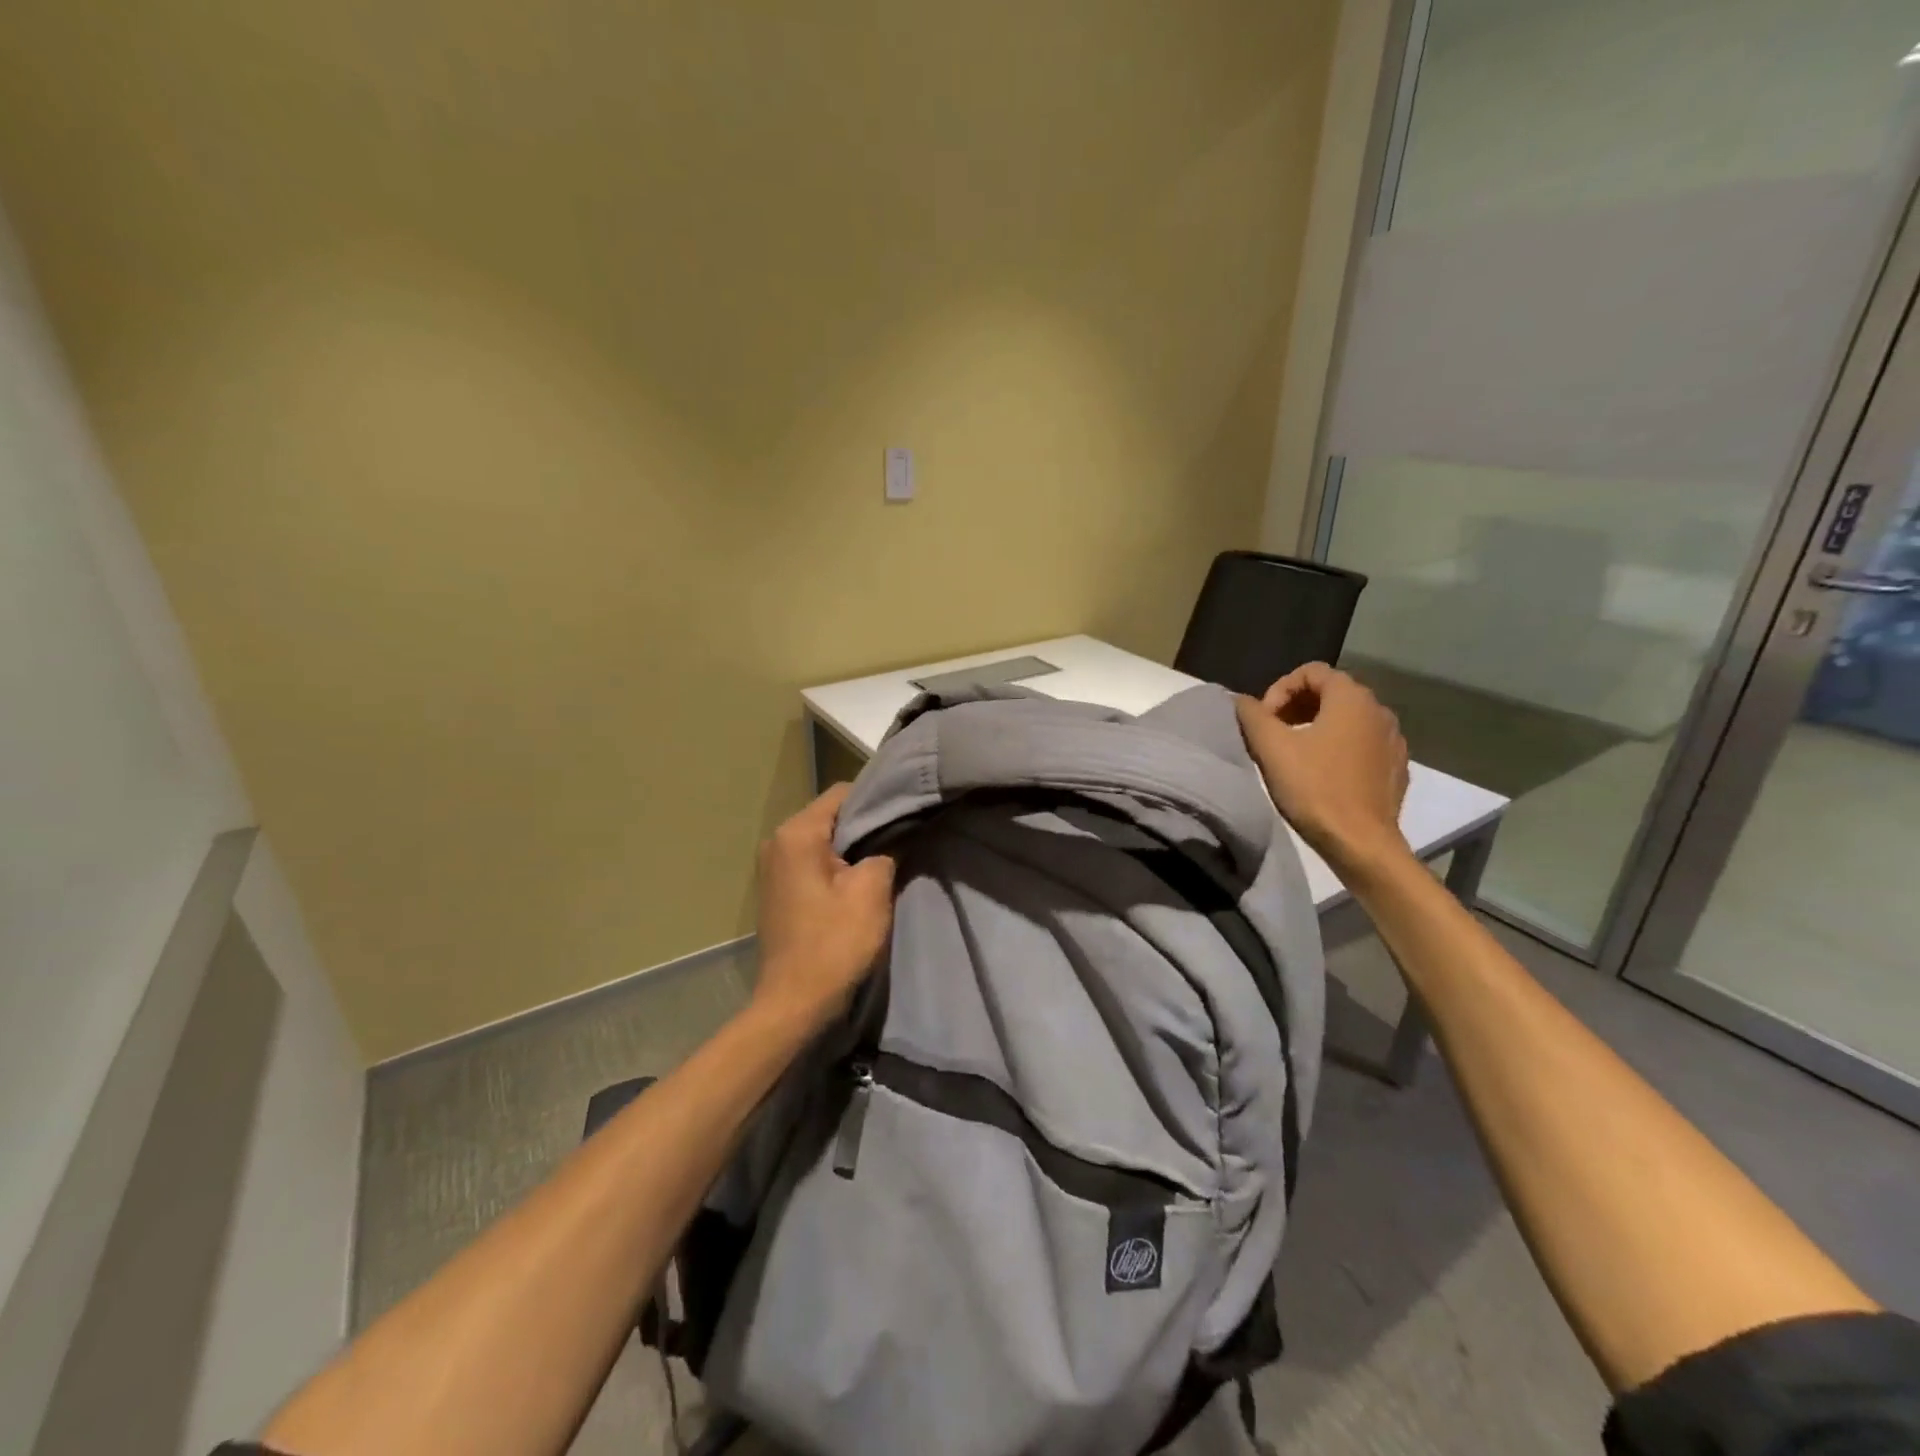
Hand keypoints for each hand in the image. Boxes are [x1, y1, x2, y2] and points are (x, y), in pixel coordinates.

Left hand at [752, 783, 895, 1032]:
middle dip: (866, 825)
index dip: (878, 800)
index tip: (906, 814)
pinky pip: (813, 861)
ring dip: (853, 848)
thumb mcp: (871, 891)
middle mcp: (777, 841)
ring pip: (824, 840)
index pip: (843, 793)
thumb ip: (886, 850)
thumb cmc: (834, 944)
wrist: (795, 1004)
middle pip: (832, 815)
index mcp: (796, 833)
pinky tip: (859, 882)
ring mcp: (773, 866)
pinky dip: (837, 865)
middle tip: (902, 837)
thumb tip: (895, 834)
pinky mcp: (778, 889)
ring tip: (886, 859)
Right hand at [1235, 662, 1411, 879]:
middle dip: (1296, 706)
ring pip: (1348, 718)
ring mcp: (1393, 740)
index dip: (1279, 689)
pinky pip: (1362, 743)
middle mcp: (1379, 711)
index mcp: (1352, 698)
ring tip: (1293, 753)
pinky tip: (1321, 773)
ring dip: (1316, 726)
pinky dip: (1338, 746)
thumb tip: (1239, 700)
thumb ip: (1252, 716)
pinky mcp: (1396, 767)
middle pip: (1331, 692)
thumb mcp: (1272, 749)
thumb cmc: (1315, 789)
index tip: (1263, 719)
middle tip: (1272, 733)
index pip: (1311, 671)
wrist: (1362, 844)